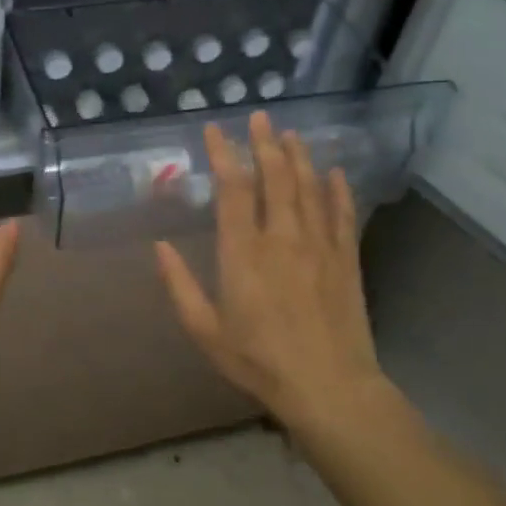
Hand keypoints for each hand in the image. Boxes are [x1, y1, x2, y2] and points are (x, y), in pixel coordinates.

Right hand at [155, 111, 398, 441]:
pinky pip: (342, 214)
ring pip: (309, 188)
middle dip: (265, 144)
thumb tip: (159, 246)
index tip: (214, 130)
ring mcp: (319, 246)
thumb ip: (180, 285)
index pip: (232, 190)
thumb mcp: (205, 330)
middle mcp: (282, 238)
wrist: (330, 388)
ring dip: (299, 156)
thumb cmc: (259, 360)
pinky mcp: (346, 259)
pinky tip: (334, 171)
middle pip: (275, 178)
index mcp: (243, 253)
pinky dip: (337, 189)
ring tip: (291, 133)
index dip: (223, 155)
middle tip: (259, 117)